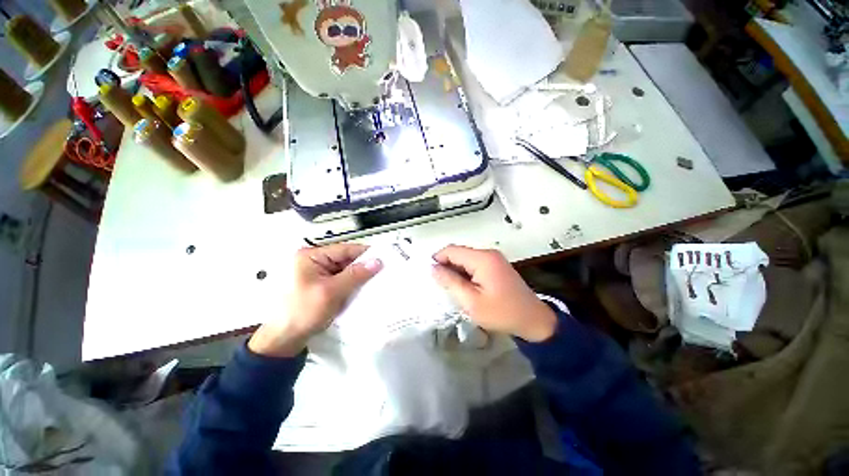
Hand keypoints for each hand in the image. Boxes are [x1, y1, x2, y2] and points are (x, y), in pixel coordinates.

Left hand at [249, 244, 382, 356]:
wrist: (283, 340)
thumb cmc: (303, 312)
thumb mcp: (331, 291)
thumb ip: (355, 275)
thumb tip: (377, 261)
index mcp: (310, 256)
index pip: (344, 249)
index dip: (365, 253)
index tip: (384, 258)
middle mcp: (313, 261)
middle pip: (345, 259)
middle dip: (363, 267)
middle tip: (383, 272)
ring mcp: (316, 274)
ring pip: (344, 271)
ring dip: (358, 277)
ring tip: (377, 281)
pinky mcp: (320, 286)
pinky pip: (340, 281)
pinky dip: (351, 285)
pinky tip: (363, 290)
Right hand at [432, 245, 556, 341]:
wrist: (533, 320)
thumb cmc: (501, 313)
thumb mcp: (471, 301)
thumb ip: (450, 282)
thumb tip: (433, 268)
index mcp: (482, 258)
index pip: (451, 250)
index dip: (437, 260)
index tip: (431, 276)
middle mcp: (488, 253)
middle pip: (458, 253)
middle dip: (447, 267)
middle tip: (441, 287)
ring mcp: (494, 259)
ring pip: (465, 259)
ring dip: (456, 271)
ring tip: (452, 289)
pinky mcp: (496, 266)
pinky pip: (474, 264)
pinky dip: (466, 273)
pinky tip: (465, 288)